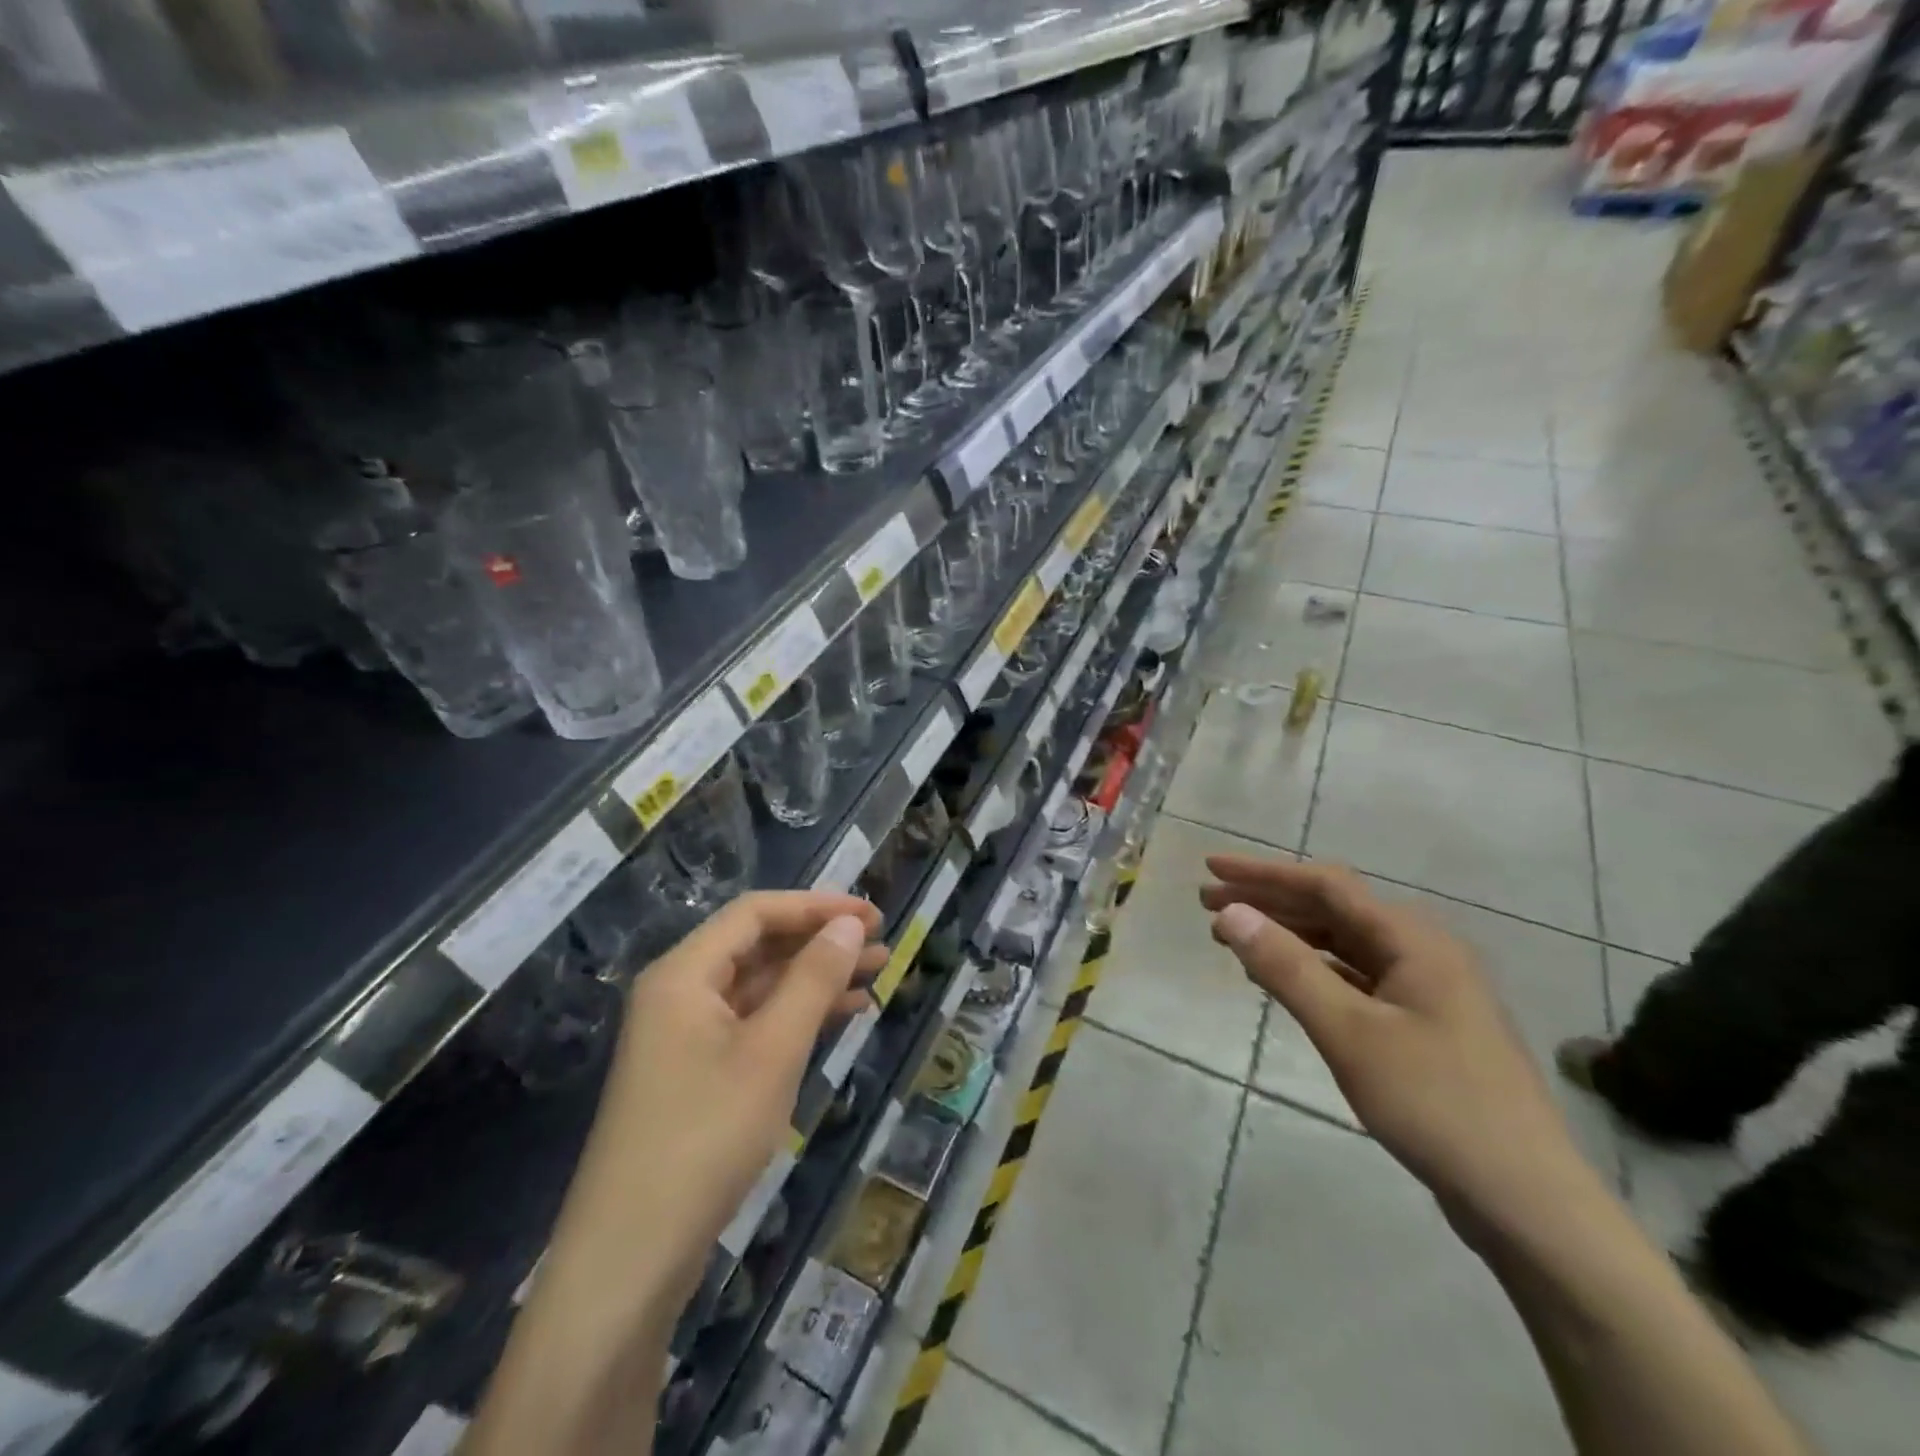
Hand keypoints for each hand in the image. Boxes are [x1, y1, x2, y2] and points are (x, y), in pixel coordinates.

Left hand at [469, 892, 884, 1455]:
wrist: (630, 1260)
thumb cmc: (705, 1138)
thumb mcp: (772, 1052)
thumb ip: (813, 980)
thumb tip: (849, 923)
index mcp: (683, 974)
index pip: (756, 913)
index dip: (816, 906)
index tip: (870, 915)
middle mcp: (679, 993)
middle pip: (757, 945)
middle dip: (819, 941)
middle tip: (880, 943)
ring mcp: (685, 1036)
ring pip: (759, 986)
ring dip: (814, 978)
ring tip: (874, 974)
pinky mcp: (696, 1074)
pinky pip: (753, 1024)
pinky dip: (796, 1016)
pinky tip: (841, 1017)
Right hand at [1199, 856, 1598, 1247]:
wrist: (1527, 1203)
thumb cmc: (1435, 1105)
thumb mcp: (1349, 1033)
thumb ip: (1286, 968)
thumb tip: (1231, 913)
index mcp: (1413, 940)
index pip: (1325, 885)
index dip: (1263, 873)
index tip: (1211, 867)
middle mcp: (1422, 952)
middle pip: (1333, 910)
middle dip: (1269, 902)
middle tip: (1208, 903)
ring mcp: (1426, 990)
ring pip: (1342, 945)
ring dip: (1288, 936)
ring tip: (1234, 938)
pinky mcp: (1423, 1026)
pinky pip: (1355, 979)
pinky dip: (1313, 972)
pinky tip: (1281, 980)